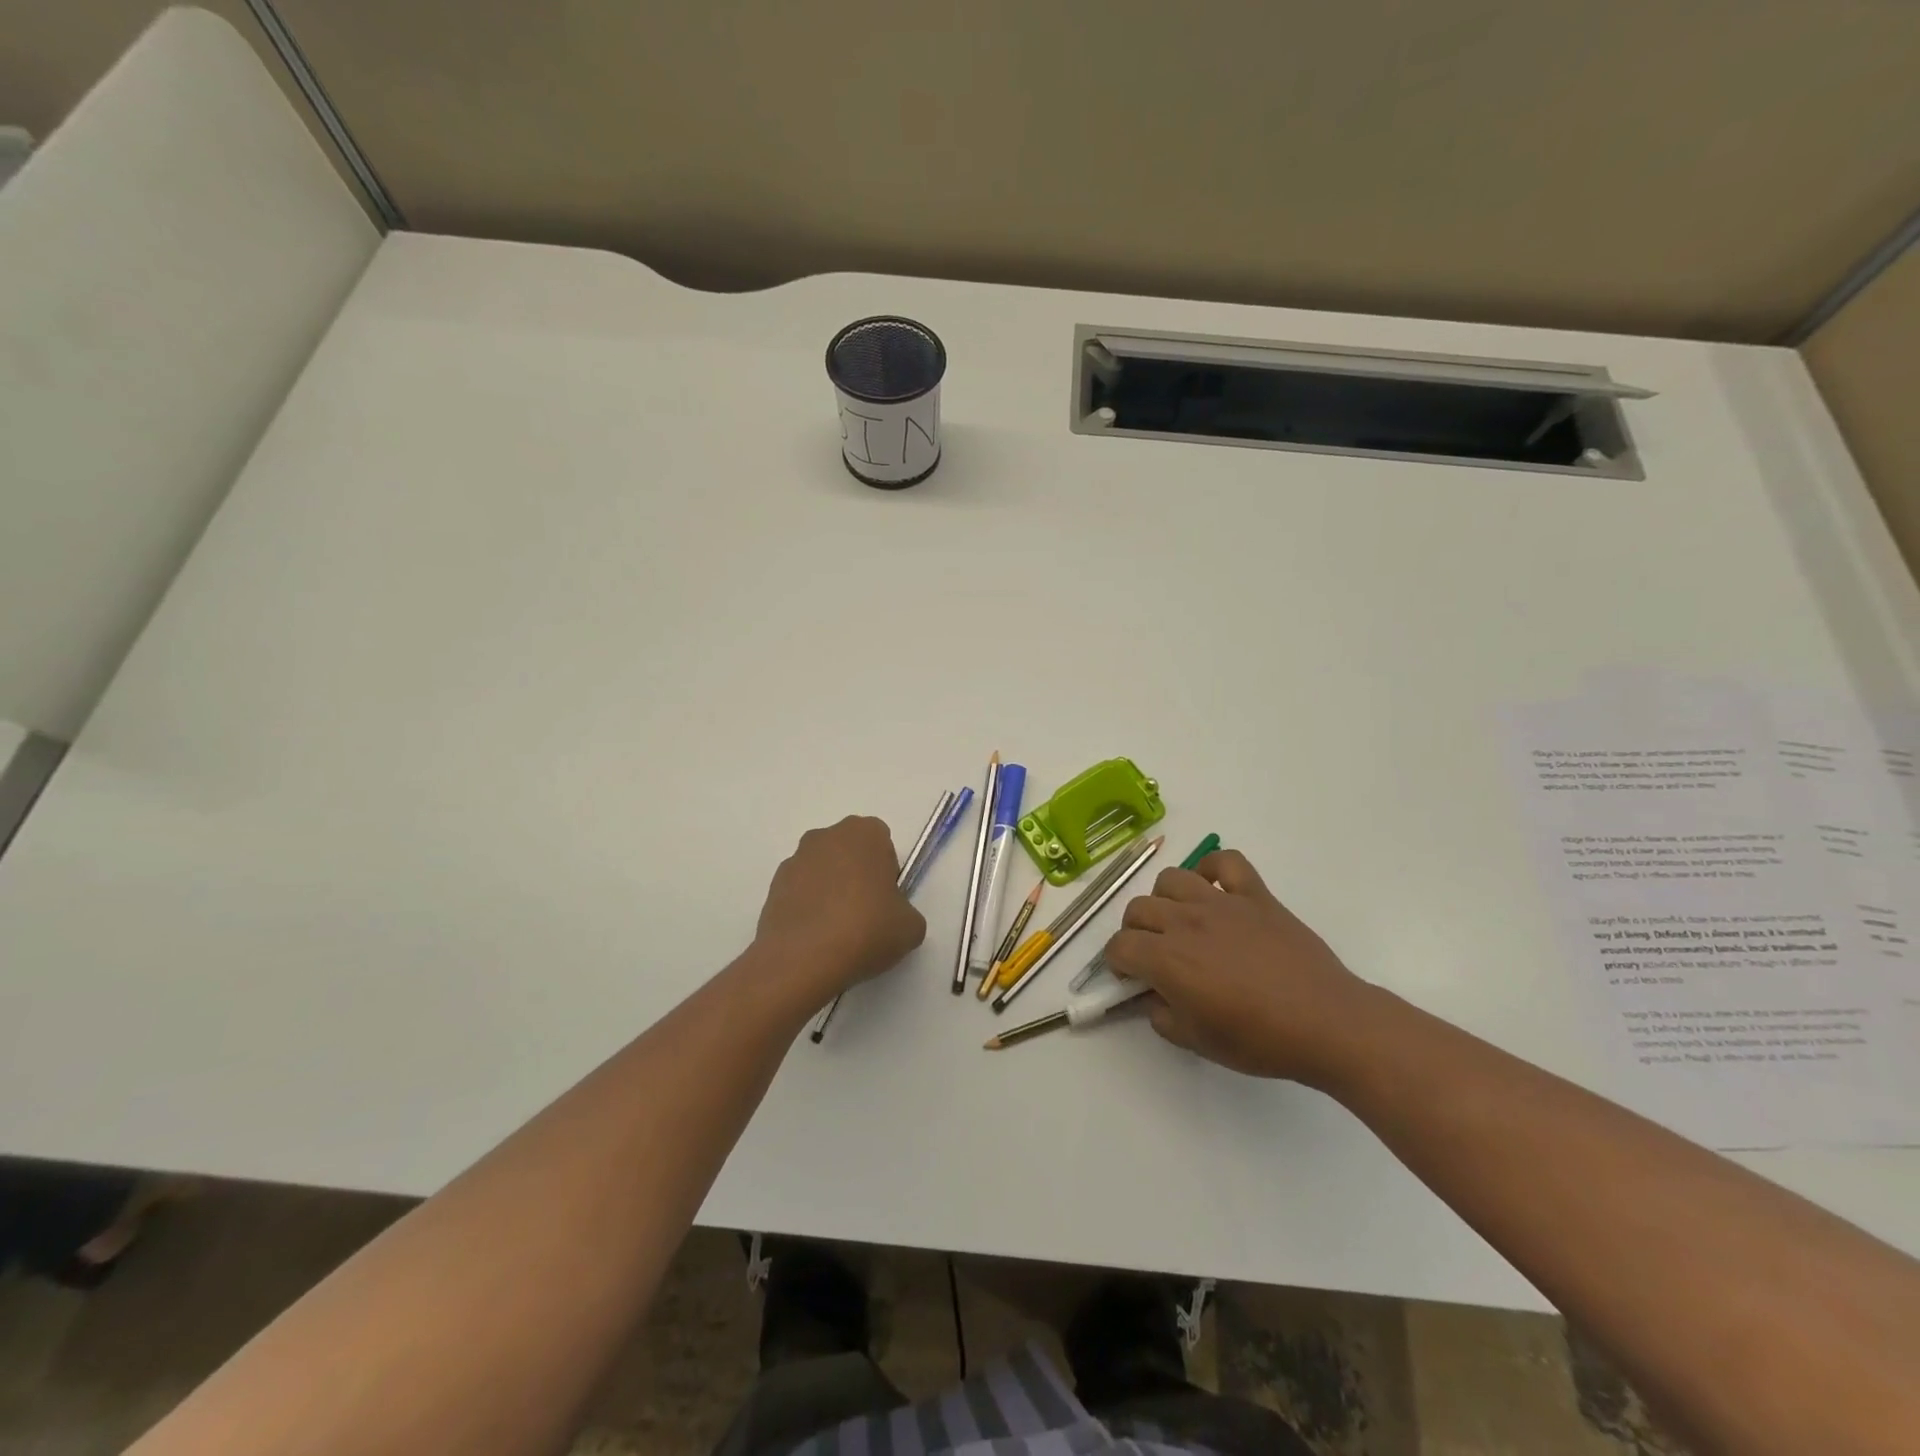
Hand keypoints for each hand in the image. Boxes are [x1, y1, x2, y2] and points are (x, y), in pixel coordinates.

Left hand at [755, 816, 926, 998]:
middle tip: (864, 914)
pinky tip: (815, 938)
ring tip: (837, 932)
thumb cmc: (866, 930)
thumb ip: (905, 911)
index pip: (882, 842)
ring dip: (830, 891)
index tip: (886, 900)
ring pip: (822, 870)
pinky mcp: (773, 887)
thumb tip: (891, 918)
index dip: (886, 871)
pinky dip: (808, 908)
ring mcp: (794, 860)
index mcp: (864, 833)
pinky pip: (799, 892)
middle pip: (849, 852)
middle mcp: (826, 836)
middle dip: (856, 876)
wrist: (802, 959)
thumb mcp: (910, 926)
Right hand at [1102, 850, 1374, 1083]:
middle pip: (1138, 909)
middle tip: (1154, 953)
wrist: (1326, 1023)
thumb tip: (1155, 997)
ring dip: (1164, 899)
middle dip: (1135, 932)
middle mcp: (1185, 921)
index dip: (1117, 962)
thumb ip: (1163, 1016)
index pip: (1119, 946)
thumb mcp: (1198, 1042)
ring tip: (1179, 919)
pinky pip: (1225, 861)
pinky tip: (1214, 888)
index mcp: (1167, 959)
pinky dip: (1212, 868)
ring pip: (1171, 878)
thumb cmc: (1260, 1040)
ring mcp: (1221, 902)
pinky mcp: (1254, 894)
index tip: (1129, 976)